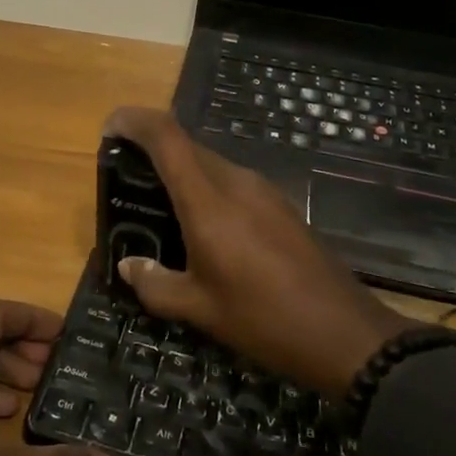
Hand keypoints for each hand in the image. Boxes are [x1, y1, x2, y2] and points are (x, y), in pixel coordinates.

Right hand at [103, 107, 411, 397]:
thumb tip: (128, 266)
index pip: (166, 136)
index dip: (135, 121)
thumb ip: (155, 283)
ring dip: (181, 172)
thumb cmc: (264, 320)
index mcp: (208, 200)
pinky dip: (206, 189)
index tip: (110, 128)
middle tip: (127, 180)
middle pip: (186, 146)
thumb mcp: (199, 310)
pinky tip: (203, 227)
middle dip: (152, 151)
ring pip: (209, 163)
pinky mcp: (280, 204)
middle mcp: (235, 182)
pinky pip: (231, 182)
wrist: (345, 334)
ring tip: (160, 208)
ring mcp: (263, 190)